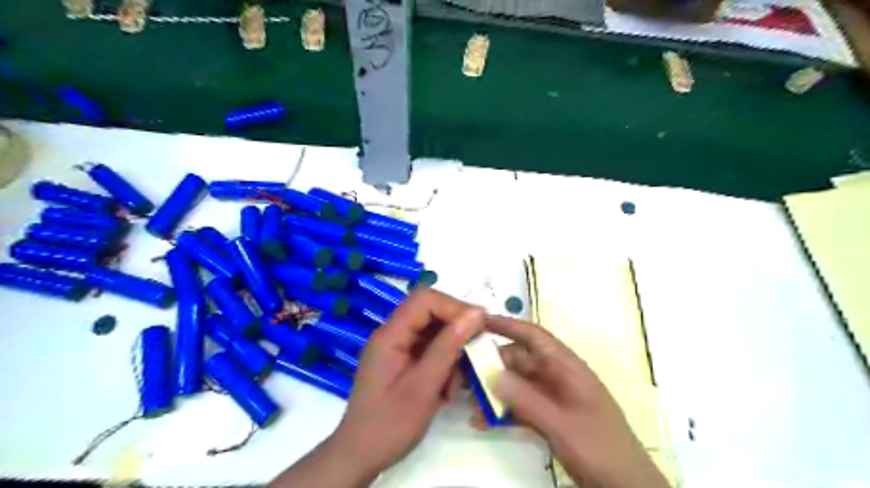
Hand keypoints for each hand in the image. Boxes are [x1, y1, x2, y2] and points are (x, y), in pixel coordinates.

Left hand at [271, 290, 486, 487]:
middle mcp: (393, 335)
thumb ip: (447, 348)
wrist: (360, 456)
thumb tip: (475, 314)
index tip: (480, 325)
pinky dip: (444, 365)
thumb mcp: (423, 387)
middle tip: (476, 352)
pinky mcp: (403, 361)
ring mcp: (398, 348)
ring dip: (451, 352)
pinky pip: (430, 350)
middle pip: (431, 313)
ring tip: (455, 382)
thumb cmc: (390, 424)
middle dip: (456, 330)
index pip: (424, 300)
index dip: (454, 306)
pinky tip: (447, 389)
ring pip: (434, 333)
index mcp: (390, 335)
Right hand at [482, 315, 666, 487]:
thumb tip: (490, 372)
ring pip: (516, 384)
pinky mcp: (548, 417)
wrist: (626, 487)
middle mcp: (557, 377)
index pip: (534, 336)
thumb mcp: (560, 423)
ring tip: (465, 400)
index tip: (478, 322)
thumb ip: (525, 399)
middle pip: (518, 360)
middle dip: (490, 364)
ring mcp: (552, 398)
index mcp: (567, 368)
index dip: (507, 325)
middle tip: (461, 372)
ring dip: (493, 390)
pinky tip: (481, 421)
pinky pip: (520, 406)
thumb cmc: (599, 448)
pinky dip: (502, 411)